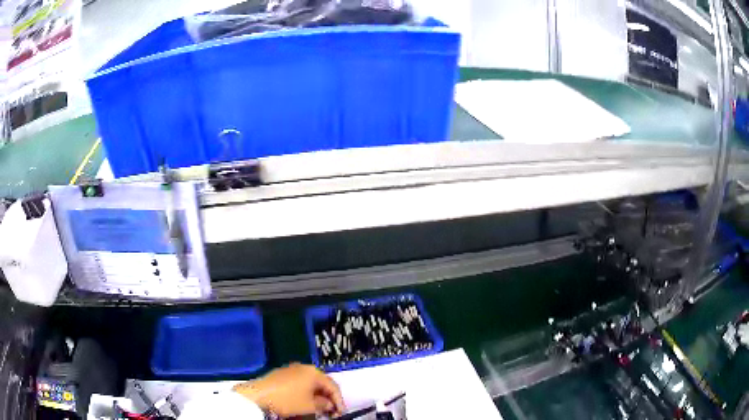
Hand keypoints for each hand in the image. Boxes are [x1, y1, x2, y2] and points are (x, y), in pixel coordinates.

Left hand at [233, 363, 345, 417]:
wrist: (259, 395)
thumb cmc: (288, 400)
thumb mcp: (309, 406)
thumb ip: (324, 405)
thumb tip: (329, 404)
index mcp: (314, 372)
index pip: (333, 386)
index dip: (339, 401)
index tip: (340, 413)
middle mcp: (304, 367)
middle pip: (322, 384)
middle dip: (328, 398)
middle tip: (331, 412)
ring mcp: (292, 369)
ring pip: (311, 384)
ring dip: (317, 396)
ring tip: (319, 409)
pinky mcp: (282, 374)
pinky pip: (301, 383)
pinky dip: (306, 393)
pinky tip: (305, 402)